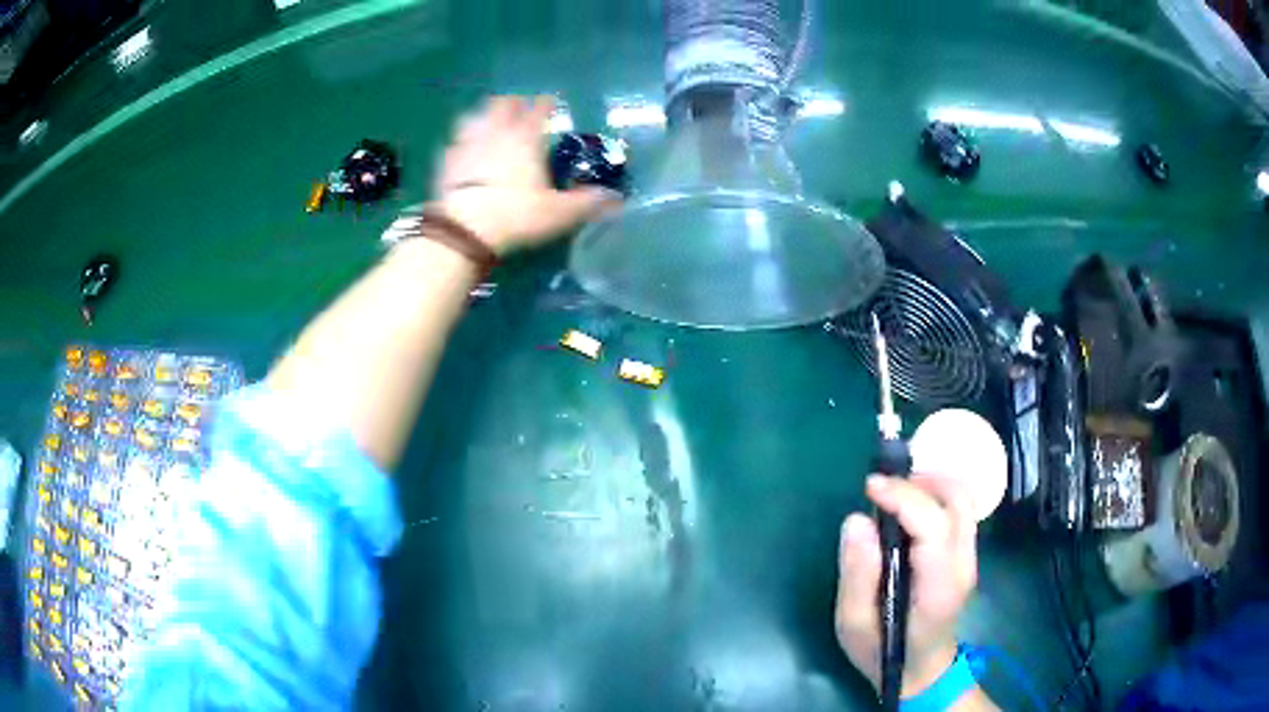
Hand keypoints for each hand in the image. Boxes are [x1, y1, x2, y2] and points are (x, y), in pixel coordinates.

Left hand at [433, 95, 620, 255]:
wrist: (465, 230)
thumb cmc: (517, 215)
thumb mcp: (560, 213)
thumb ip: (588, 203)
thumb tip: (618, 199)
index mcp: (526, 138)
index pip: (539, 109)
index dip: (546, 103)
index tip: (550, 100)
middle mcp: (496, 132)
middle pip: (503, 105)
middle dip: (512, 102)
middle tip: (518, 106)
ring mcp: (467, 144)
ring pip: (474, 117)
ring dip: (482, 116)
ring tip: (486, 121)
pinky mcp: (446, 162)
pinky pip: (453, 143)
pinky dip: (459, 142)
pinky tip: (460, 149)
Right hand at [835, 475, 977, 698]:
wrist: (922, 671)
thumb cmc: (883, 653)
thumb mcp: (854, 626)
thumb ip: (857, 575)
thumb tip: (857, 520)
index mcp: (938, 588)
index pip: (933, 526)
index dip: (903, 498)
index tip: (870, 487)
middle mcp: (963, 566)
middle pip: (959, 502)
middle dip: (921, 481)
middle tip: (883, 488)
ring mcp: (970, 558)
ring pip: (963, 500)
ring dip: (930, 484)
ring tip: (894, 494)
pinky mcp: (966, 554)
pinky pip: (958, 510)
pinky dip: (934, 496)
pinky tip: (907, 511)